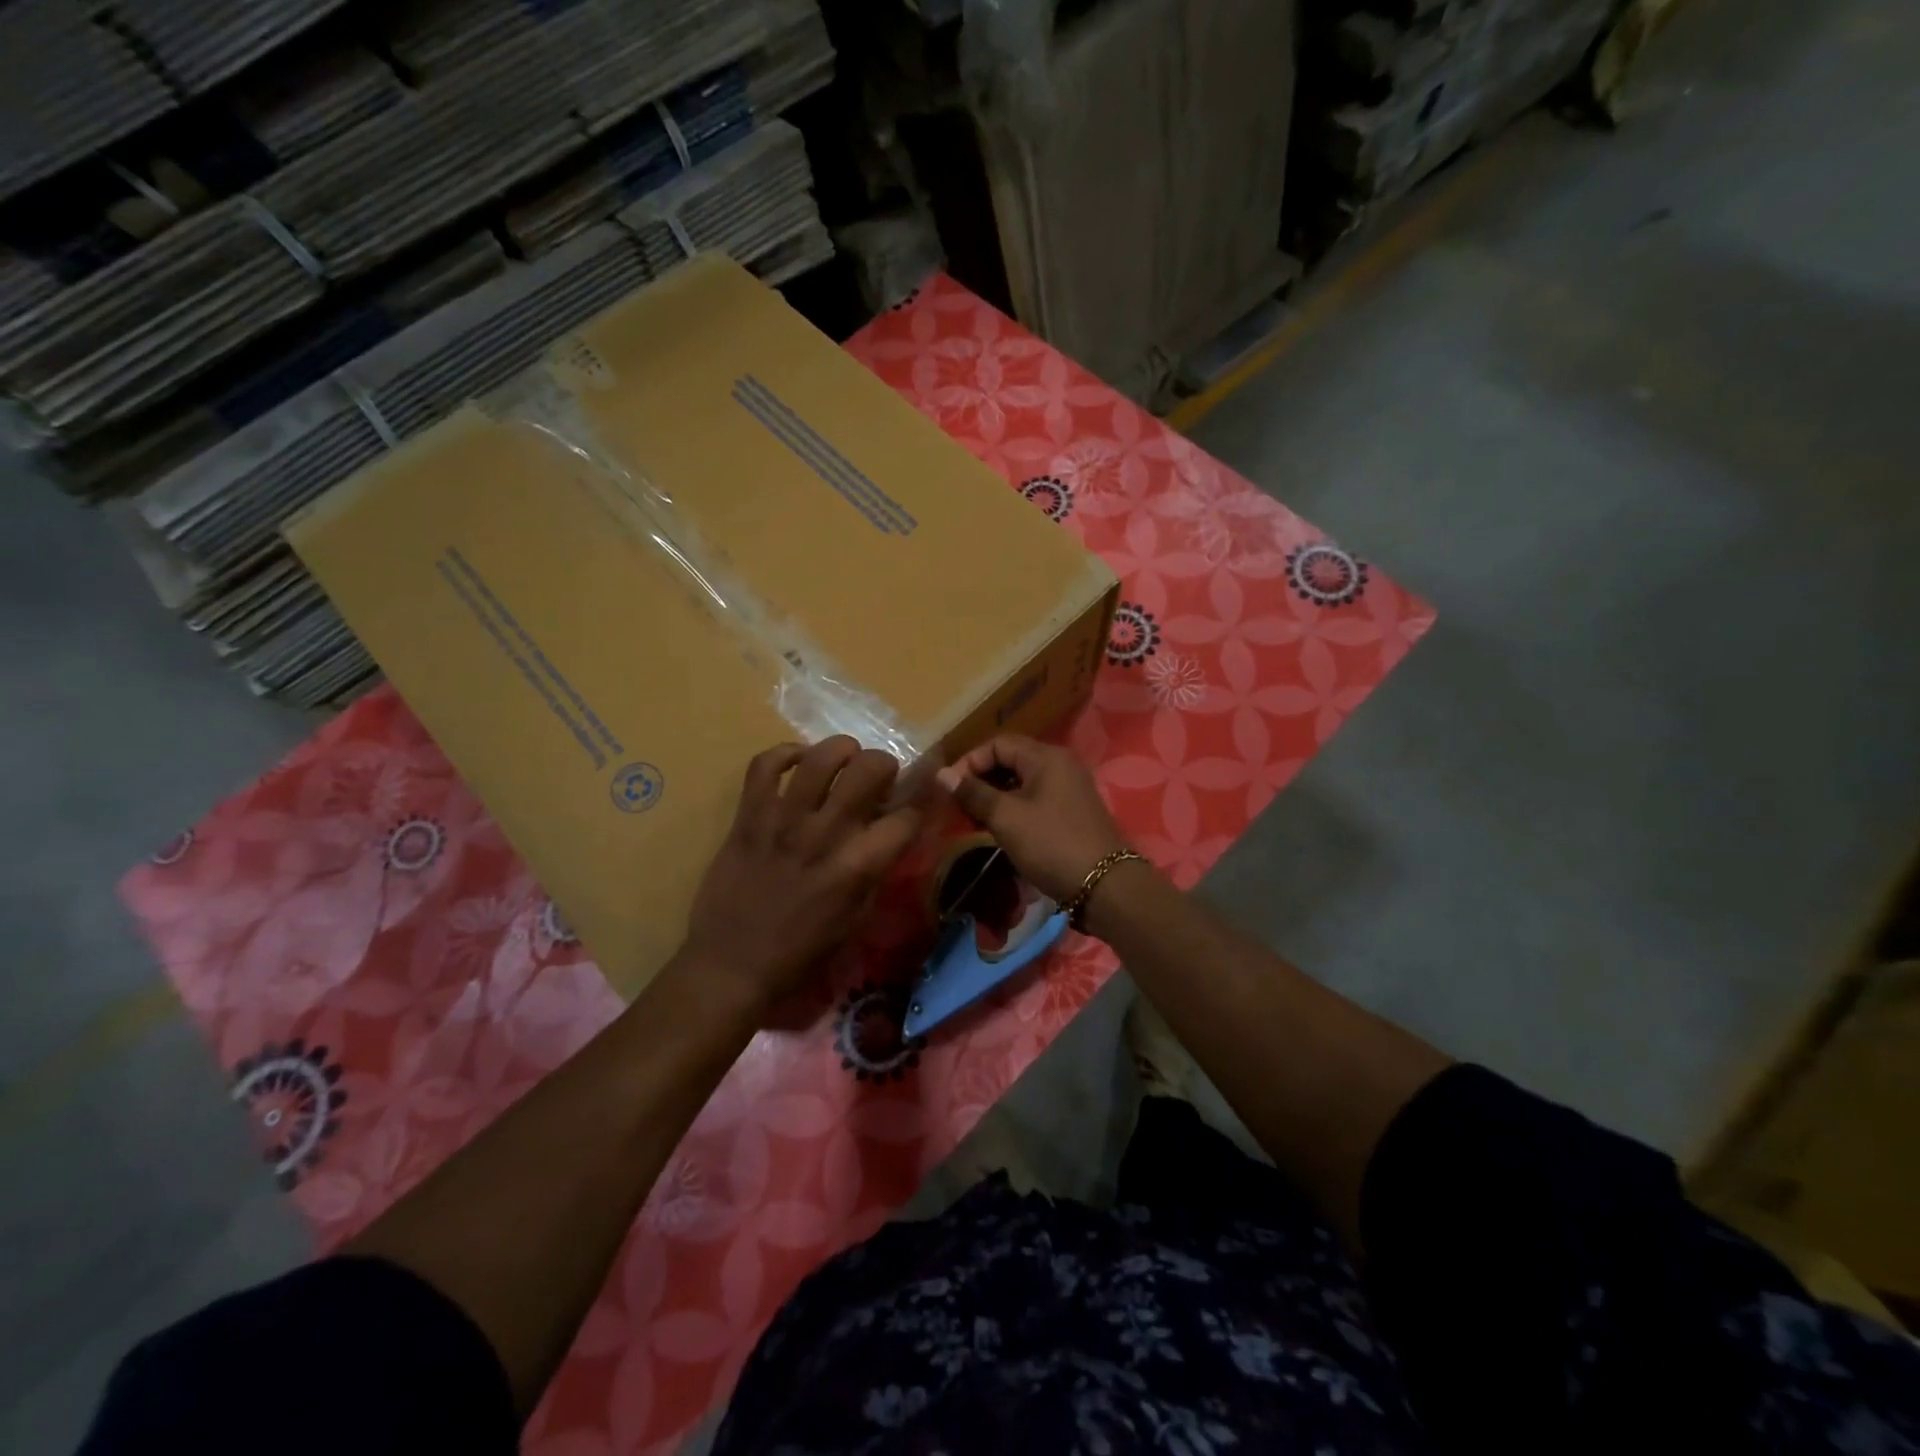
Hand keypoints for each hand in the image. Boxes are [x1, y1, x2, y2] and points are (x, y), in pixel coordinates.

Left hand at [683, 737, 920, 1012]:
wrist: (731, 965)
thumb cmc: (801, 952)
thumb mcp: (856, 918)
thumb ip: (876, 870)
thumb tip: (891, 832)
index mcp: (858, 866)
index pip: (907, 816)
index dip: (923, 801)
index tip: (921, 797)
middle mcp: (825, 834)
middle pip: (869, 768)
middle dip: (884, 764)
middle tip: (878, 778)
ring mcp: (783, 820)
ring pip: (821, 757)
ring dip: (841, 750)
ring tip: (844, 760)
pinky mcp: (748, 816)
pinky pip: (765, 764)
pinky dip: (785, 753)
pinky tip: (798, 762)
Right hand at [936, 735, 1129, 903]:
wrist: (1105, 886)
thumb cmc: (1052, 844)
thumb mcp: (1006, 818)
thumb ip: (974, 793)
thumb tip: (942, 775)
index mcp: (1046, 757)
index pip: (997, 744)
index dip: (969, 762)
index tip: (949, 790)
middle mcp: (1060, 765)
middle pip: (1010, 761)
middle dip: (981, 781)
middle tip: (960, 808)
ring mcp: (1069, 789)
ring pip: (1021, 783)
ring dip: (995, 798)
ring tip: (975, 822)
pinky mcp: (1071, 813)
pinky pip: (1035, 800)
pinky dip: (1013, 810)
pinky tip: (1000, 831)